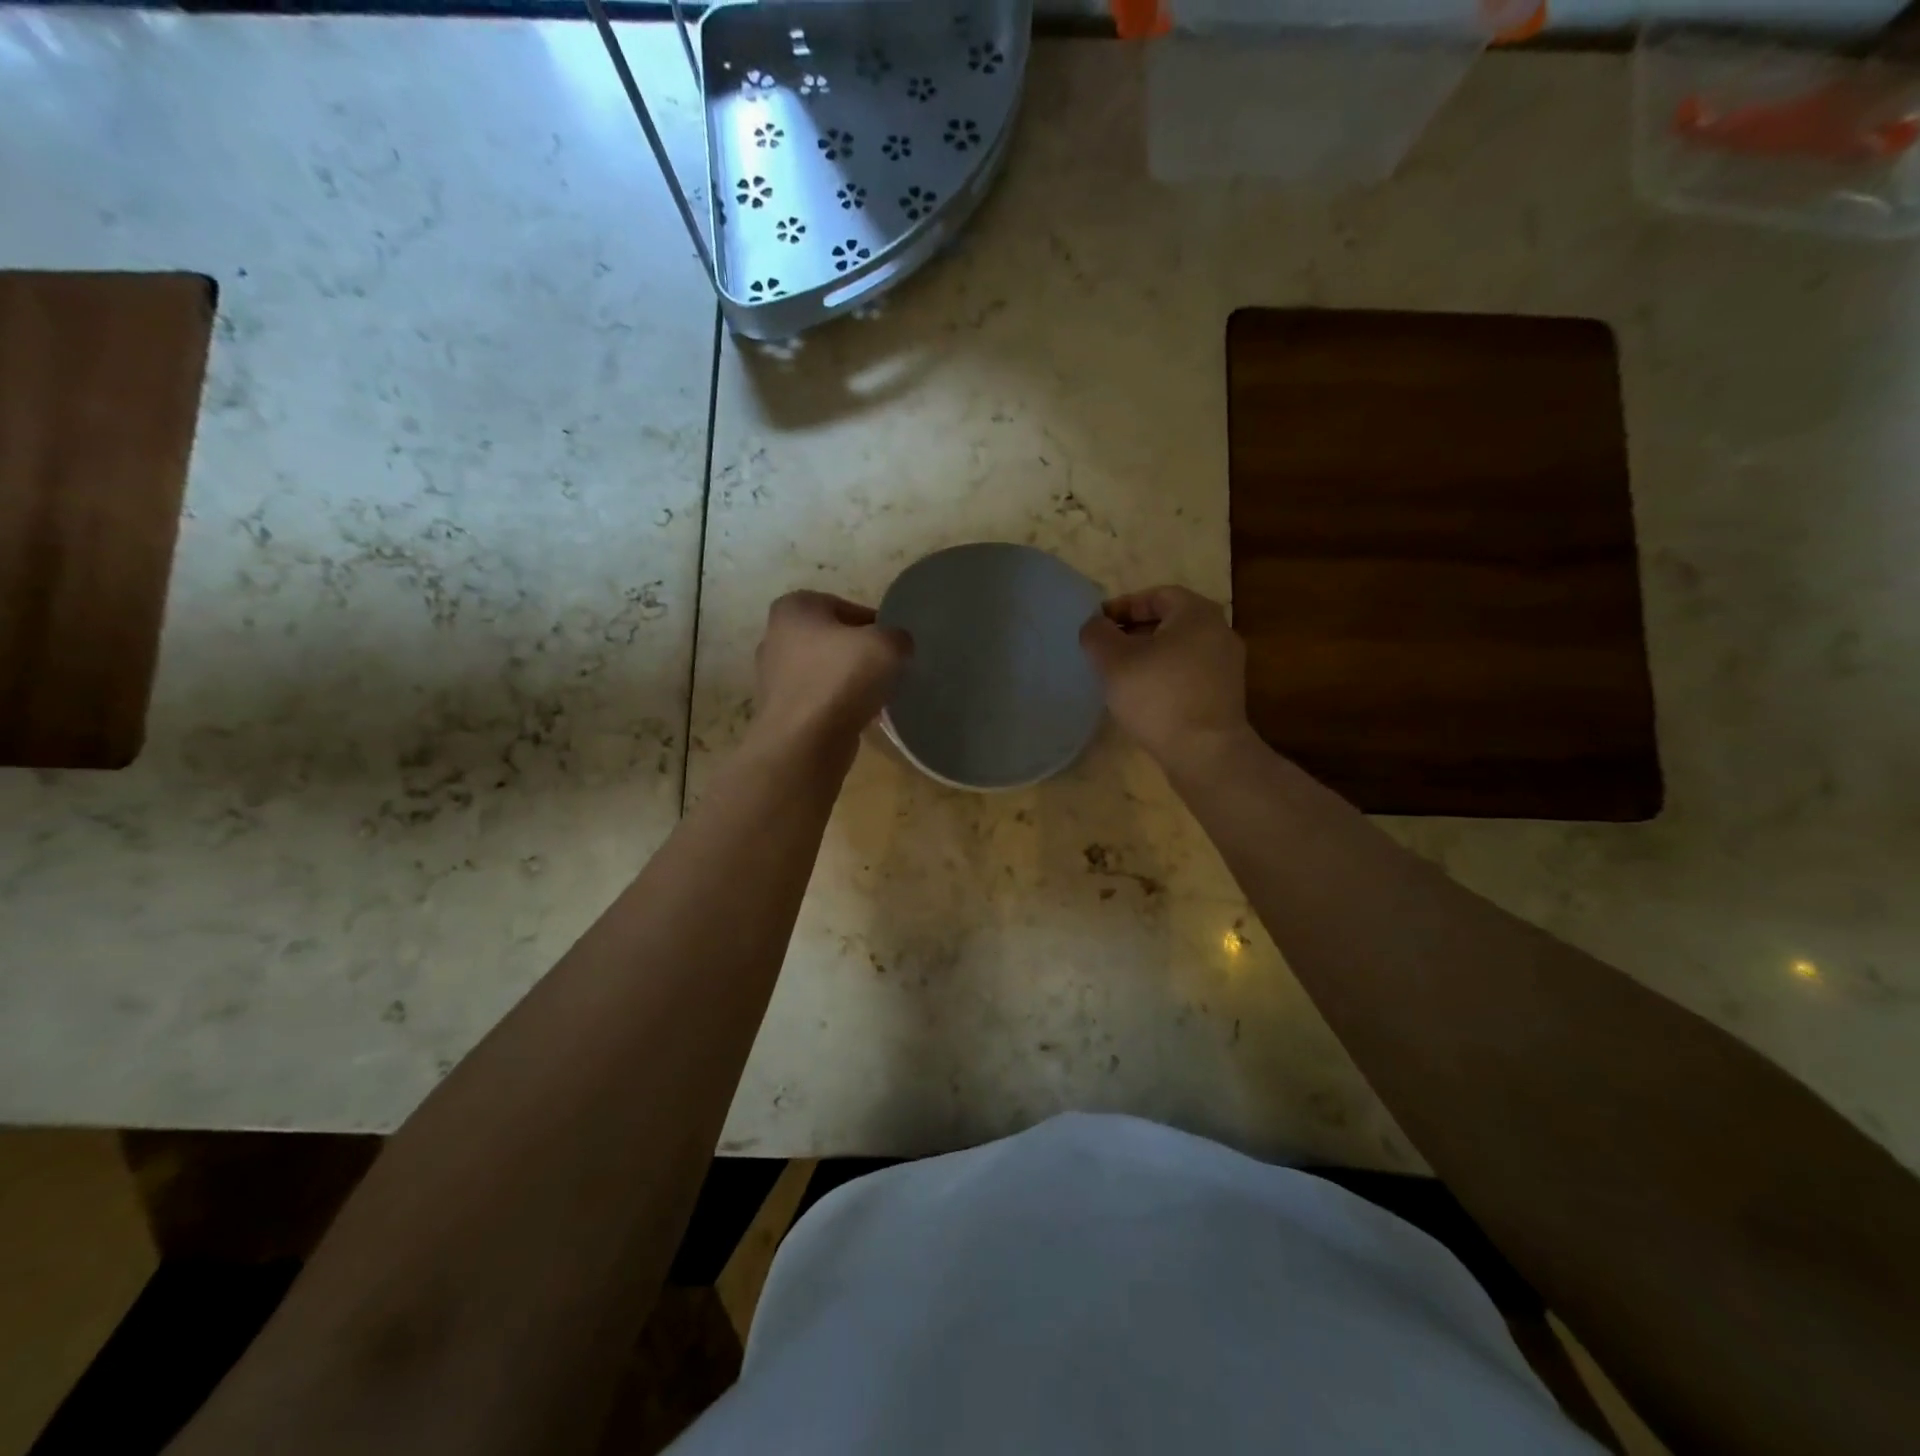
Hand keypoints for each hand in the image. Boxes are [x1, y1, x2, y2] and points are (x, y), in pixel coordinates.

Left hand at [748, 591, 911, 762]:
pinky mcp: (781, 712)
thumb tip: (897, 646)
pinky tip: (861, 718)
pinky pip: (819, 701)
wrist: (803, 743)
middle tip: (888, 670)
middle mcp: (776, 637)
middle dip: (860, 654)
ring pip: (826, 672)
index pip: (846, 607)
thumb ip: (898, 636)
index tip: (894, 646)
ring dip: (851, 682)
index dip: (875, 625)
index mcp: (794, 609)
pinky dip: (839, 707)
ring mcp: (774, 678)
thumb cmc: (840, 680)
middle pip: (833, 640)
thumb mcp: (887, 645)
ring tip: (878, 696)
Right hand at [1079, 586, 1250, 767]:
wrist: (1205, 753)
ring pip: (1179, 650)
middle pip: (1170, 622)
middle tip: (1105, 650)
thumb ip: (1097, 634)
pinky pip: (1188, 674)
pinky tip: (1143, 698)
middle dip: (1134, 632)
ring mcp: (1227, 666)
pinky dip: (1164, 677)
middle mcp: (1219, 632)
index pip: (1157, 595)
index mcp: (1197, 613)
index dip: (1123, 605)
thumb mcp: (1113, 660)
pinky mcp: (1224, 695)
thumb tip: (1095, 625)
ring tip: (1119, 675)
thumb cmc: (1158, 696)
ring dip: (1148, 656)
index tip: (1098, 625)